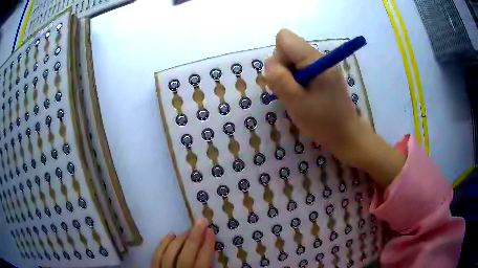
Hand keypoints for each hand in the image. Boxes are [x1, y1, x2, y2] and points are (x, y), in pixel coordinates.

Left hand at [151, 219, 214, 267]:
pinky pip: (157, 256)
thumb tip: (213, 248)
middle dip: (195, 237)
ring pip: (170, 253)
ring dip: (180, 239)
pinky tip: (171, 235)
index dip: (207, 246)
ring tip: (189, 230)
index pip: (203, 262)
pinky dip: (163, 244)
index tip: (211, 231)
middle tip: (202, 222)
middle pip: (186, 255)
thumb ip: (210, 266)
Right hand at [265, 29, 404, 186]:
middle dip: (282, 68)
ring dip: (288, 76)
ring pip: (293, 59)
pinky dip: (296, 80)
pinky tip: (302, 96)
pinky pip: (301, 68)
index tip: (284, 77)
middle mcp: (319, 57)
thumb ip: (279, 79)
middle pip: (288, 48)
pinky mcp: (323, 74)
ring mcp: (322, 65)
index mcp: (315, 59)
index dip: (278, 56)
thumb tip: (270, 62)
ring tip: (296, 96)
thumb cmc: (322, 121)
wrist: (346, 135)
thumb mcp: (296, 102)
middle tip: (289, 91)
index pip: (284, 38)